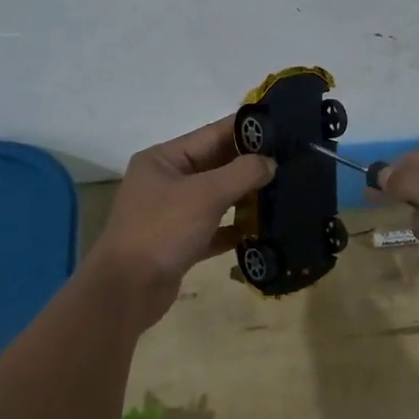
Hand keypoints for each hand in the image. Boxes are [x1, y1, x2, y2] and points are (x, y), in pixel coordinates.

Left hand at [89, 115, 275, 324]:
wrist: (126, 291)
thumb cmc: (162, 231)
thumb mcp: (205, 194)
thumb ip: (242, 173)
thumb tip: (271, 163)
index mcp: (164, 159)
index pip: (213, 134)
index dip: (247, 130)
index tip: (284, 127)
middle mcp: (167, 181)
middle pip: (217, 165)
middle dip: (251, 164)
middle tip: (292, 161)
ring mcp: (173, 213)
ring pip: (218, 197)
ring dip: (247, 196)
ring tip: (285, 190)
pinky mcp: (180, 243)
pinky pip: (215, 228)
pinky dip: (236, 228)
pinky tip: (263, 229)